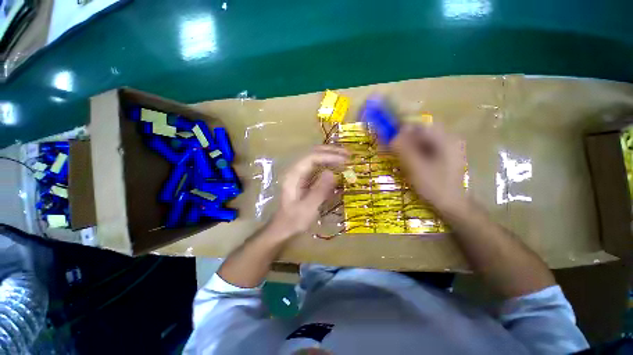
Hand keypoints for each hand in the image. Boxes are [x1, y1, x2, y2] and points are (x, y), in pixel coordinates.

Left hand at [272, 145, 349, 236]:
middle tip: (349, 154)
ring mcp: (301, 174)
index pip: (311, 158)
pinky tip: (338, 166)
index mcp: (294, 175)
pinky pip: (318, 166)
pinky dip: (329, 164)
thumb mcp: (308, 208)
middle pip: (314, 153)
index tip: (345, 160)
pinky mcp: (306, 179)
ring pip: (317, 158)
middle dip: (331, 151)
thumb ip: (319, 191)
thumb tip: (331, 173)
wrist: (284, 228)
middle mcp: (297, 170)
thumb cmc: (294, 220)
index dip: (329, 156)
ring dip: (331, 155)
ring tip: (346, 157)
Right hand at [390, 123, 464, 210]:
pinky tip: (406, 161)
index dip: (401, 128)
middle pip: (420, 132)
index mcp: (445, 139)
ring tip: (395, 155)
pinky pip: (424, 149)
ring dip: (406, 145)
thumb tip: (391, 134)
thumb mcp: (416, 167)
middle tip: (389, 147)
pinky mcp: (442, 157)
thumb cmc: (435, 187)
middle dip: (403, 138)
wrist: (452, 205)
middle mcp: (447, 140)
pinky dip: (412, 152)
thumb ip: (404, 149)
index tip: (387, 134)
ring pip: (421, 141)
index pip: (419, 126)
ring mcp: (446, 148)